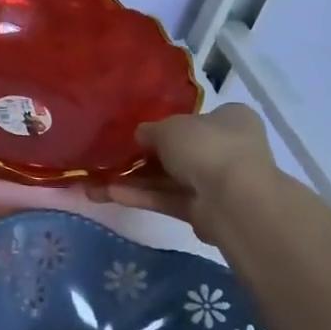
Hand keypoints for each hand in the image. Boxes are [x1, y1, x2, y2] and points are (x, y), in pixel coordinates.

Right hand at [87, 103, 277, 243]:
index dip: (165, 124)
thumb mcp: (168, 127)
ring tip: (96, 184)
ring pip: (169, 179)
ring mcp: (217, 181)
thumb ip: (150, 131)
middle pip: (179, 152)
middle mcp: (227, 148)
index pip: (195, 119)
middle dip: (143, 158)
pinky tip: (110, 194)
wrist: (234, 199)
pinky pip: (168, 199)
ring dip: (134, 181)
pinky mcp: (204, 210)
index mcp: (230, 119)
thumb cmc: (206, 146)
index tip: (138, 133)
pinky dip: (142, 196)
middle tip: (110, 159)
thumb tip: (141, 136)